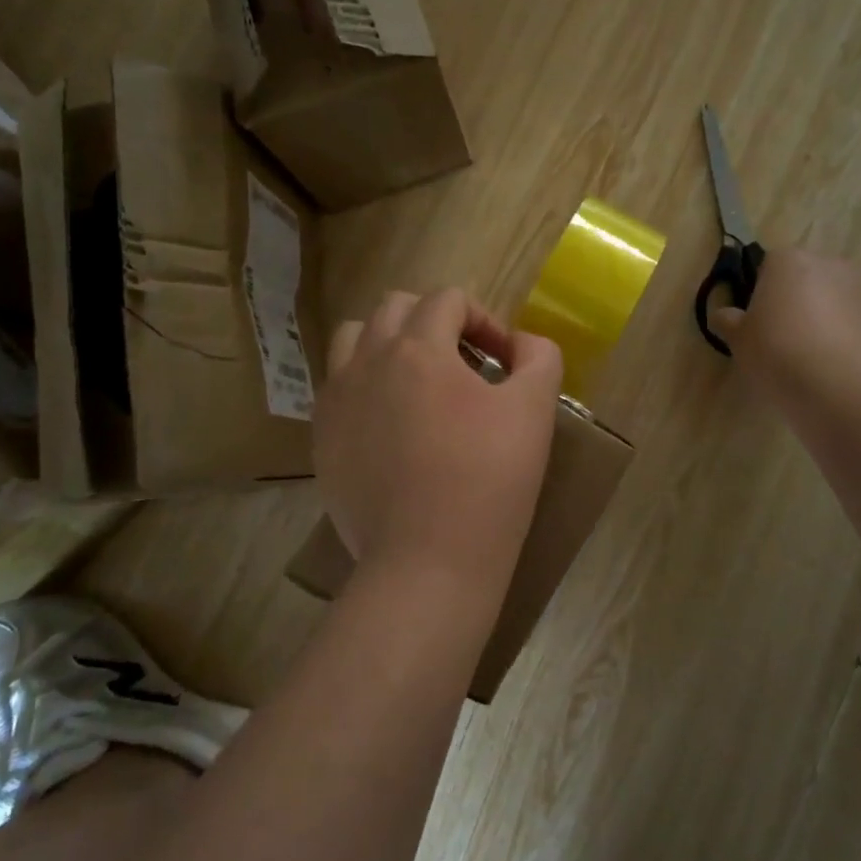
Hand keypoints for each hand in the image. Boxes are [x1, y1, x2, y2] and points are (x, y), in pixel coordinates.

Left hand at [316, 289, 562, 587]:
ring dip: (389, 343)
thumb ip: (538, 357)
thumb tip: (522, 343)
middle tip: (466, 366)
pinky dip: (365, 385)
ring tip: (418, 381)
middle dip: (435, 322)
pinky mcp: (322, 438)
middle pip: (395, 308)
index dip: (484, 319)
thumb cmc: (488, 482)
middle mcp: (366, 361)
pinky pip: (337, 387)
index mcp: (418, 348)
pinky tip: (391, 424)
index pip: (447, 299)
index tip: (504, 360)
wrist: (427, 561)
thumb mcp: (534, 411)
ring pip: (354, 339)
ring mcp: (336, 400)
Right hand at [713, 247, 860, 396]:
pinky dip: (839, 335)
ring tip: (803, 356)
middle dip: (791, 301)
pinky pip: (849, 321)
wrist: (840, 383)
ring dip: (817, 318)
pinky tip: (827, 364)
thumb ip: (728, 321)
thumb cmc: (777, 350)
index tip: (753, 321)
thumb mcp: (738, 339)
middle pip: (802, 278)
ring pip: (828, 299)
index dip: (757, 292)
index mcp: (787, 259)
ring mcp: (858, 288)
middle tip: (775, 338)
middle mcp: (826, 263)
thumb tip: (725, 314)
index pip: (767, 265)